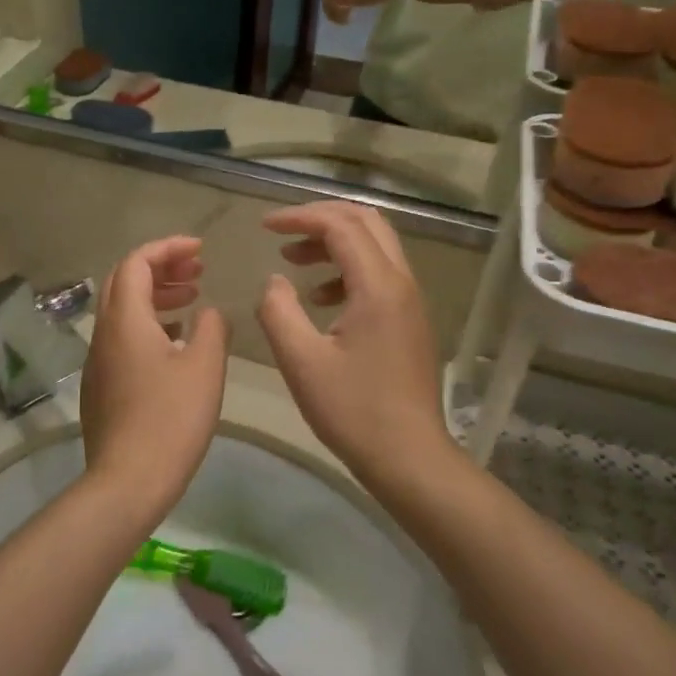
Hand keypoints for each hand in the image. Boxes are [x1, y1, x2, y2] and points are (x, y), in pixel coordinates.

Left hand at [80, 236, 229, 518]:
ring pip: (123, 310)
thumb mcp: (204, 367)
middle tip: (197, 270)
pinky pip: (123, 337)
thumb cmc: (170, 419)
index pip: (136, 262)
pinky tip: (176, 341)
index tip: (200, 249)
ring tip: (193, 298)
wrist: (127, 481)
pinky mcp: (101, 385)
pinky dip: (149, 323)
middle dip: (161, 267)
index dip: (168, 248)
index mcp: (125, 320)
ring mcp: (98, 361)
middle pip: (124, 281)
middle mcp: (104, 333)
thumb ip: (211, 328)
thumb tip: (209, 311)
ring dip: (156, 295)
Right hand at [255, 203, 451, 481]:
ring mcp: (410, 301)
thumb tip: (275, 281)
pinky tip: (320, 299)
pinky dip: (347, 270)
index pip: (341, 225)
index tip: (265, 226)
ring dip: (334, 243)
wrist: (409, 457)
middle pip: (366, 222)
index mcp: (378, 286)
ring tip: (294, 261)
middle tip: (283, 232)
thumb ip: (279, 311)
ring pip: (375, 246)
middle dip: (321, 218)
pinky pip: (380, 274)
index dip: (300, 218)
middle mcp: (401, 283)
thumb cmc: (353, 410)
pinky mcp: (410, 320)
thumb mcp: (301, 361)